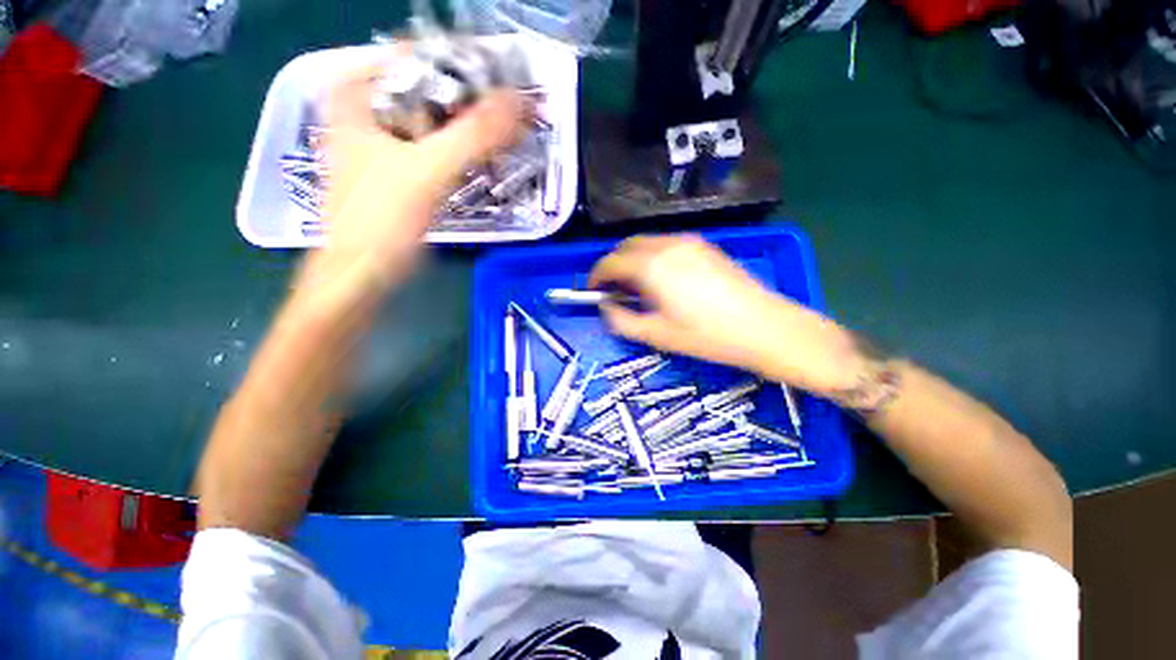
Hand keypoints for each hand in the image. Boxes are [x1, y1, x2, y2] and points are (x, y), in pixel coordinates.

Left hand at [298, 59, 527, 305]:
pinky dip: (453, 148)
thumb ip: (473, 135)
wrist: (361, 274)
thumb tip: (519, 103)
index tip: (496, 82)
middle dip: (465, 97)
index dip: (458, 64)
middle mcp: (362, 112)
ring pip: (427, 118)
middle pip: (422, 87)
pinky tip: (476, 158)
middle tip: (504, 110)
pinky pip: (428, 146)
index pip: (413, 55)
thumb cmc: (380, 221)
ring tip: (498, 133)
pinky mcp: (391, 171)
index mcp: (354, 95)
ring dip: (463, 124)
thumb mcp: (427, 172)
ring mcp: (376, 143)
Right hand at [588, 235, 864, 395]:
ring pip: (647, 242)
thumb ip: (622, 320)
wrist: (764, 327)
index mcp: (651, 266)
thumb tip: (607, 308)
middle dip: (613, 264)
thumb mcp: (657, 335)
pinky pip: (667, 244)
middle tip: (614, 289)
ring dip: (633, 259)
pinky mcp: (705, 246)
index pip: (610, 263)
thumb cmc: (706, 336)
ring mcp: (688, 242)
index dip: (596, 276)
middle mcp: (667, 245)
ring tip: (637, 286)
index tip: (593, 291)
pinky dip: (653, 257)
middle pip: (626, 246)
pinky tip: (663, 279)